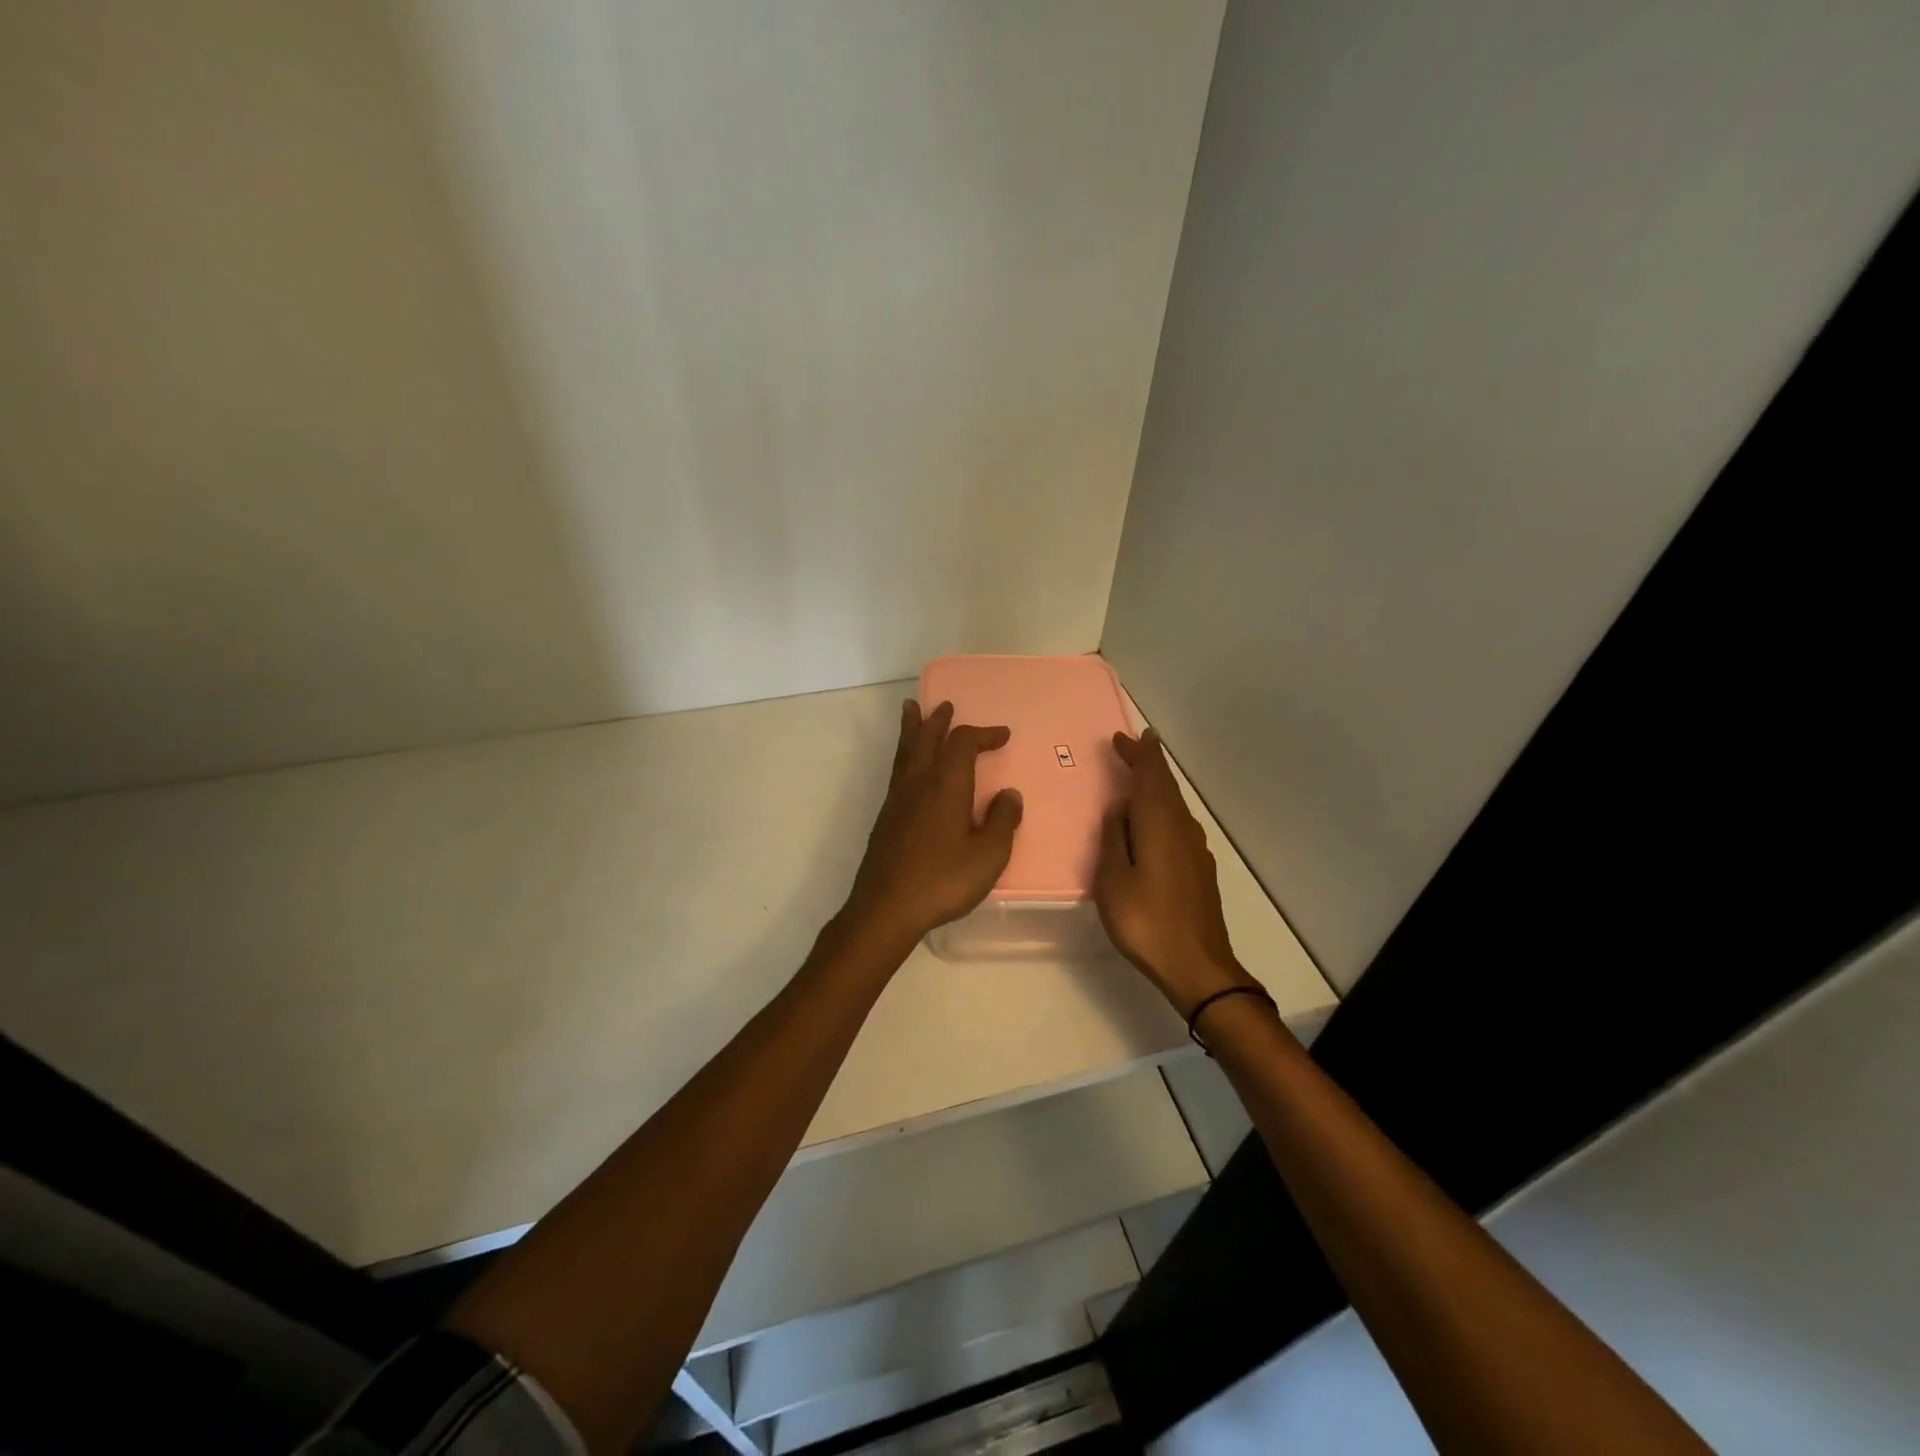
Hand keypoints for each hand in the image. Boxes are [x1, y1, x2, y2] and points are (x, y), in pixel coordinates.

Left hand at [841, 699, 1023, 947]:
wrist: (886, 908)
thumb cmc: (942, 881)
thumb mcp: (988, 856)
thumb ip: (1002, 822)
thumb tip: (1009, 794)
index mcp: (946, 786)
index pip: (963, 744)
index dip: (983, 734)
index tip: (1003, 735)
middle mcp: (918, 783)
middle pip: (926, 738)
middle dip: (938, 720)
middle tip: (945, 705)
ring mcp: (897, 800)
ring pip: (905, 751)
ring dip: (912, 729)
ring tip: (911, 710)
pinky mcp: (885, 818)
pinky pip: (896, 770)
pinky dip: (903, 754)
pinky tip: (907, 767)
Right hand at [1095, 729, 1258, 1018]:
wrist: (1197, 966)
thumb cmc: (1146, 921)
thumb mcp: (1113, 880)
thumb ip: (1114, 839)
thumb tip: (1118, 809)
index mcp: (1160, 825)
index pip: (1151, 776)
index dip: (1138, 753)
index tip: (1123, 737)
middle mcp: (1182, 829)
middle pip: (1167, 786)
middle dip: (1150, 763)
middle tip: (1132, 745)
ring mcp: (1195, 850)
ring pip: (1175, 804)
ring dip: (1157, 785)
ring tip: (1138, 778)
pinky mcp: (1199, 869)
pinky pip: (1178, 824)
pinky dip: (1163, 809)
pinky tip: (1152, 822)